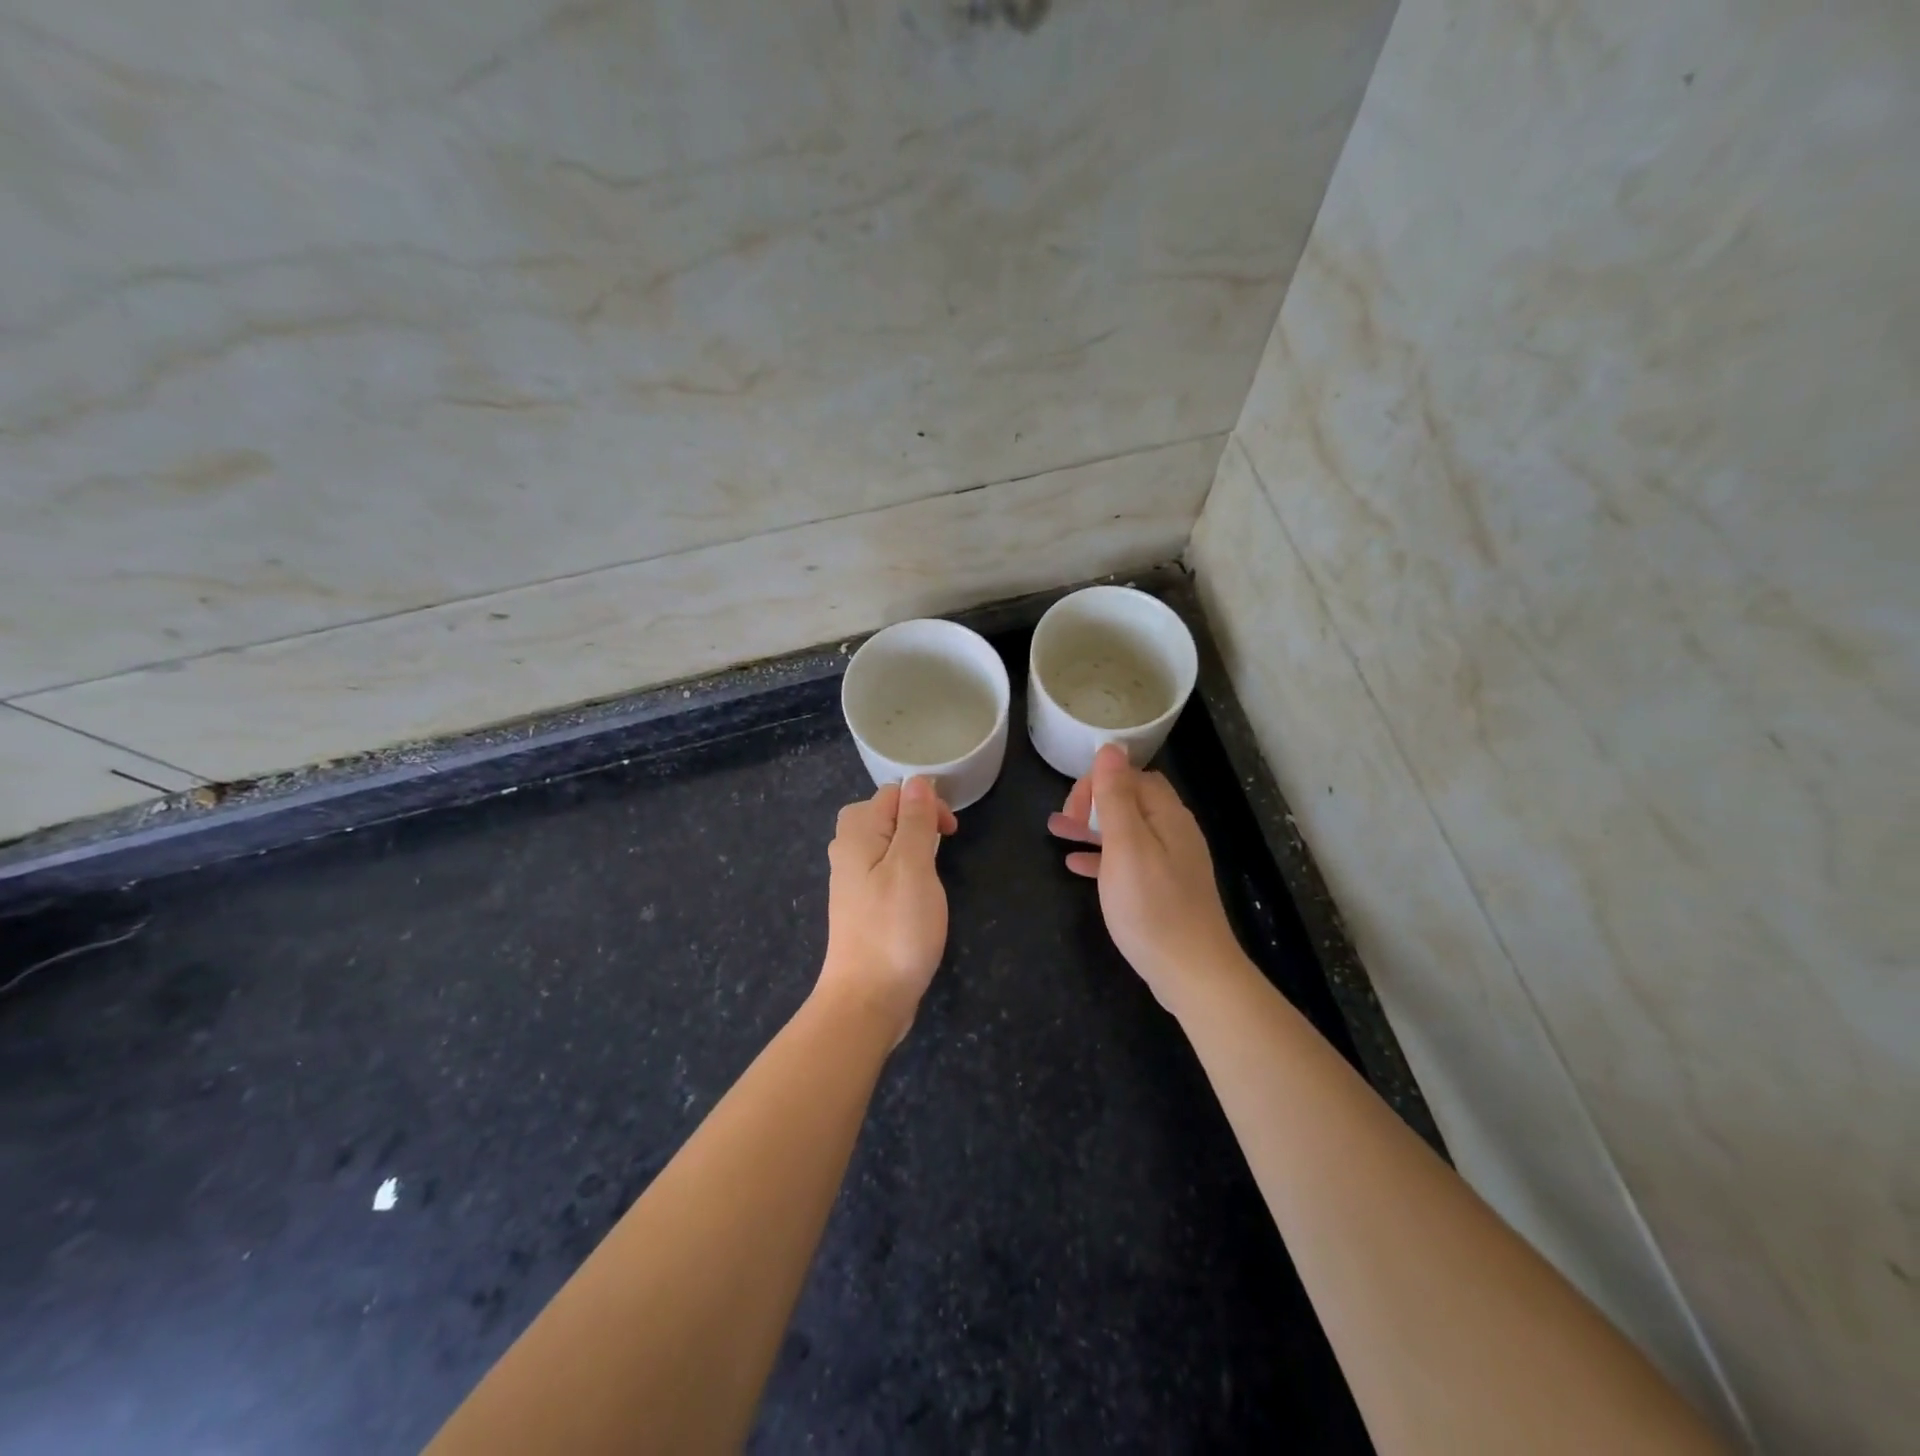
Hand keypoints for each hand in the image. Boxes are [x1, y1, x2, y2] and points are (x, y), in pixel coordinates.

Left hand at [820, 777, 957, 1040]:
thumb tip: (917, 781)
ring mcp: (851, 880)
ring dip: (911, 844)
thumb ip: (914, 821)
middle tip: (942, 844)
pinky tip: (916, 892)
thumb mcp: (912, 866)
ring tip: (932, 867)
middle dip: (915, 819)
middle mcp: (847, 851)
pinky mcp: (861, 905)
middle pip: (881, 813)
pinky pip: (882, 868)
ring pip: (882, 842)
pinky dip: (903, 869)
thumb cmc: (895, 929)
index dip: (925, 802)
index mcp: (857, 834)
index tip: (950, 832)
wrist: (868, 998)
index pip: (892, 794)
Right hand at [1049, 745, 1244, 1013]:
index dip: (1098, 783)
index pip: (1131, 777)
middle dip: (1093, 803)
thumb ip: (1116, 797)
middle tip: (1061, 821)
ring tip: (1057, 834)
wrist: (1192, 973)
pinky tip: (1076, 868)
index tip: (1070, 808)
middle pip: (1130, 801)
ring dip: (1092, 828)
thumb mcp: (1126, 846)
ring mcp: (1171, 863)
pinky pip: (1129, 861)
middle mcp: (1173, 832)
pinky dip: (1102, 857)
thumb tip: (1110, 747)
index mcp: (1167, 816)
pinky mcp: (1164, 890)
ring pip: (1126, 832)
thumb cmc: (1153, 907)